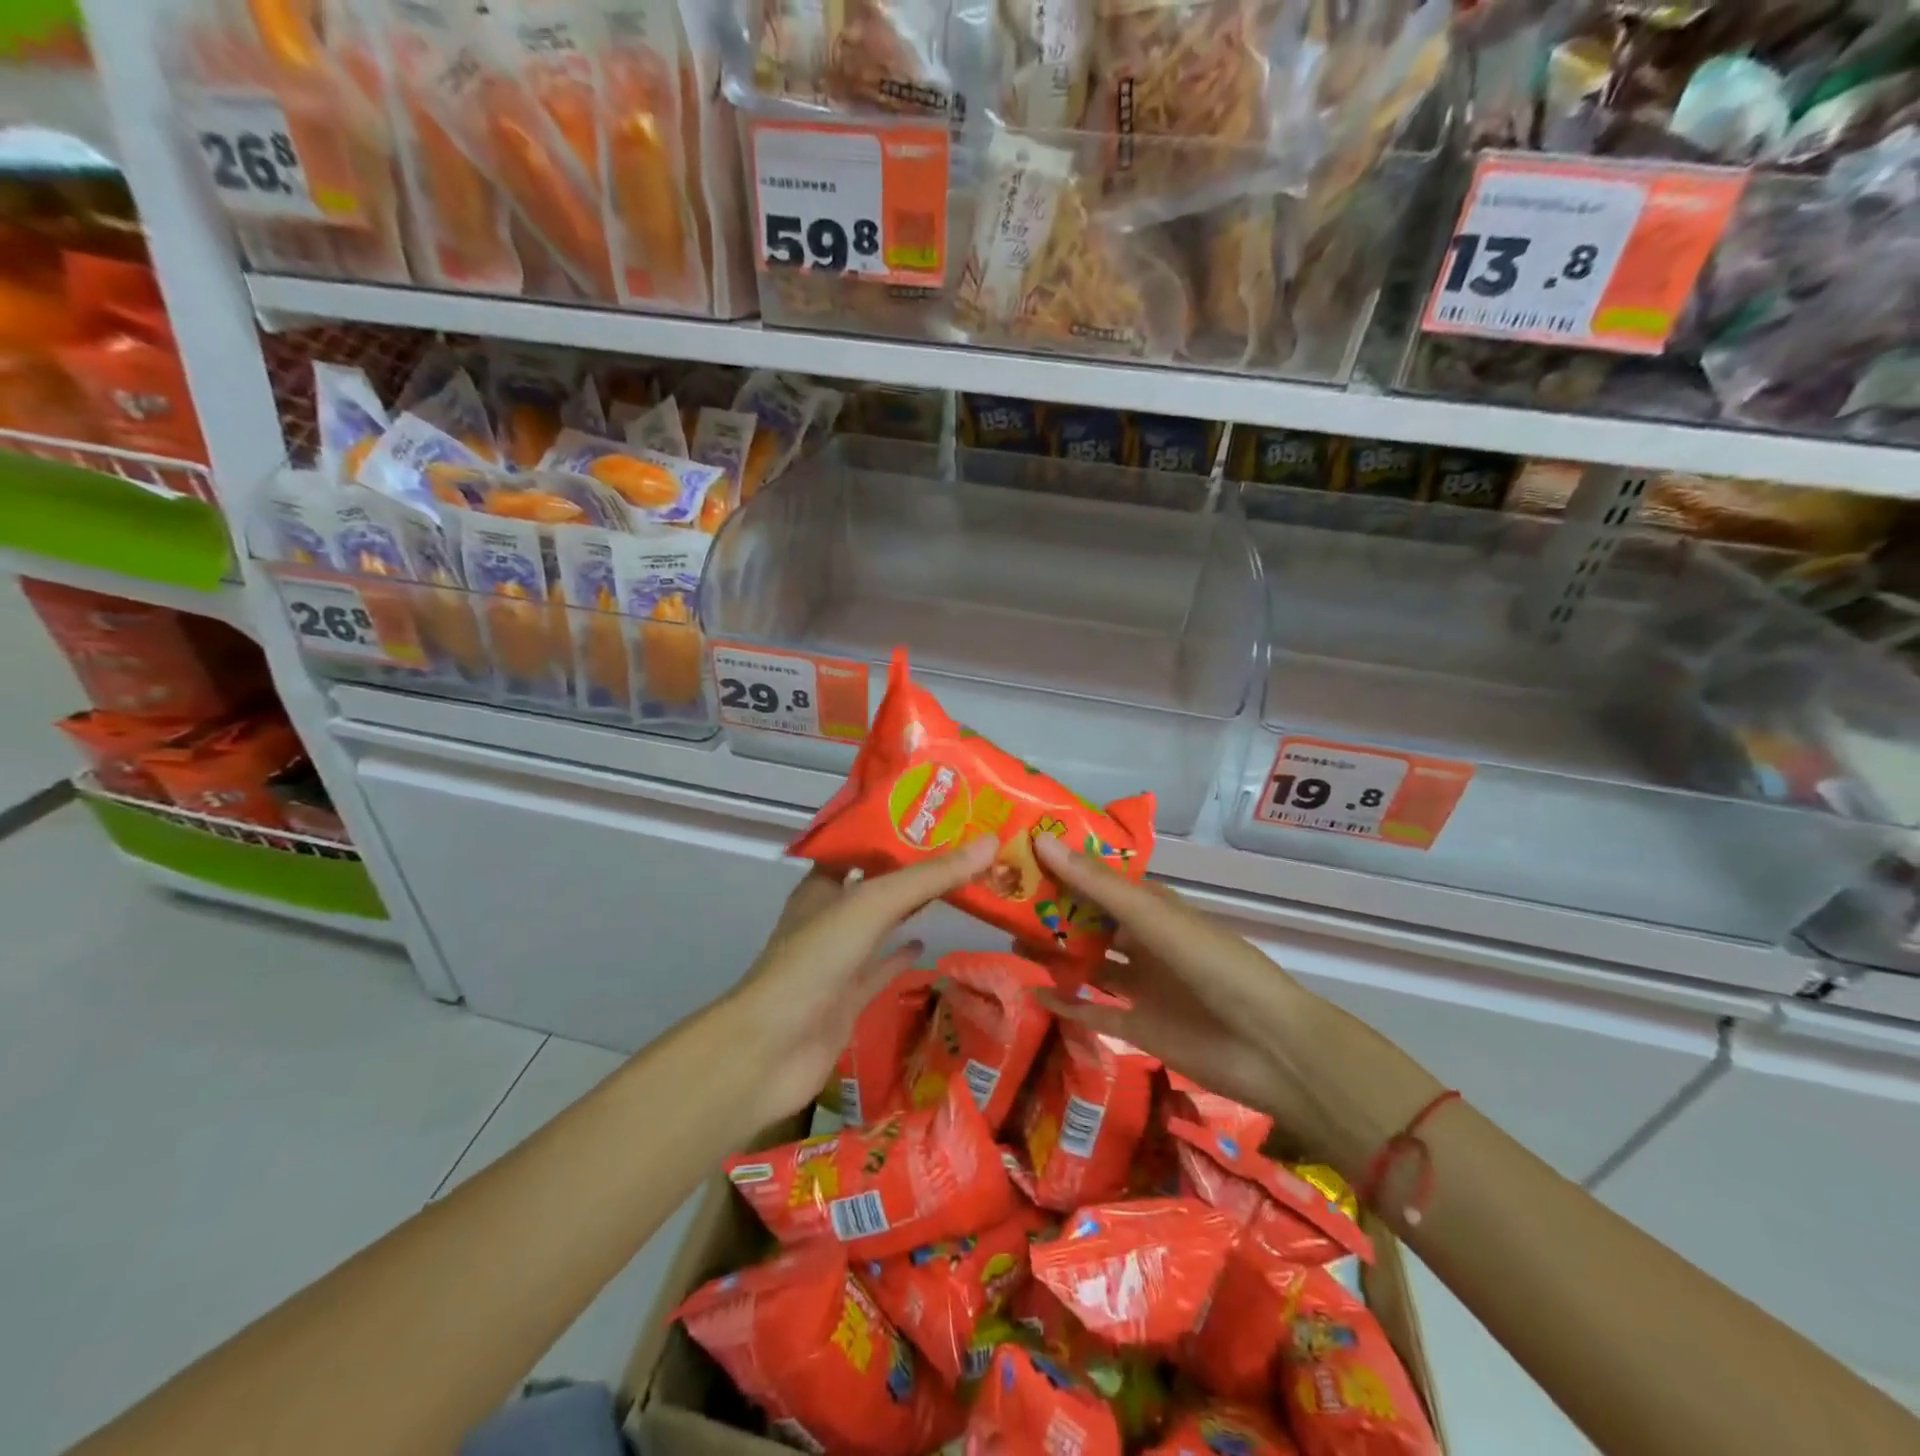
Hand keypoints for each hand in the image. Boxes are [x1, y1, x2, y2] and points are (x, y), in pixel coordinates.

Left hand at [726, 837, 998, 1122]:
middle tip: (964, 849)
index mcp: (823, 884)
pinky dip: (903, 957)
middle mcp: (829, 916)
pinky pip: (881, 969)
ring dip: (913, 909)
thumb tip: (989, 843)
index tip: (940, 815)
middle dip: (915, 869)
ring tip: (959, 888)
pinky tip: (930, 945)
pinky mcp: (848, 998)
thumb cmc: (816, 960)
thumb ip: (929, 877)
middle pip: (877, 883)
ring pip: (882, 925)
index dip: (897, 829)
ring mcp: (838, 959)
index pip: (862, 844)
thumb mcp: (873, 904)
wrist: (772, 1048)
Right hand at [1032, 835, 1441, 1179]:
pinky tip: (1033, 994)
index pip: (1102, 879)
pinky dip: (1067, 1004)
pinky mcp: (1140, 1027)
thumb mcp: (1155, 919)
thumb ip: (1099, 886)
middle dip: (1053, 912)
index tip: (1022, 854)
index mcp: (1155, 908)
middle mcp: (1146, 942)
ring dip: (1055, 954)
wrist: (1270, 1048)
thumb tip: (1042, 841)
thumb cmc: (1215, 966)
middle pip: (1091, 922)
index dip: (1065, 866)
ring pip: (1089, 964)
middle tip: (1004, 903)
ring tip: (1010, 941)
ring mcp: (1143, 986)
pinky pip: (1095, 1012)